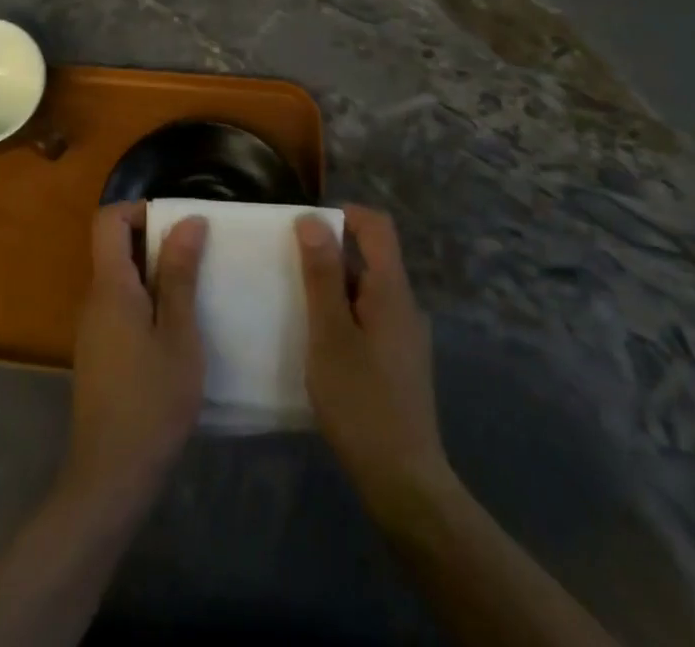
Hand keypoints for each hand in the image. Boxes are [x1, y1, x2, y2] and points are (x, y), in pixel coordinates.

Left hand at [62, 203, 206, 506]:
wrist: (112, 474)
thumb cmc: (152, 400)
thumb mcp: (179, 334)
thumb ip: (180, 275)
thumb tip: (188, 220)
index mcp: (110, 286)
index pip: (108, 220)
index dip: (140, 210)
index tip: (179, 226)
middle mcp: (94, 298)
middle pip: (115, 246)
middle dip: (156, 242)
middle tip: (198, 258)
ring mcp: (93, 327)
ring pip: (120, 278)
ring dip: (155, 274)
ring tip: (195, 291)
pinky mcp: (99, 351)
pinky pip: (120, 305)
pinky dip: (147, 301)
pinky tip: (177, 330)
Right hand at [296, 205, 454, 513]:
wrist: (404, 482)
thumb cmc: (360, 401)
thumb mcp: (329, 333)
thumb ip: (321, 274)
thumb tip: (312, 220)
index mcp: (391, 291)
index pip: (377, 227)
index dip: (343, 214)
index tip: (305, 226)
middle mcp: (405, 306)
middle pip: (370, 258)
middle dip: (329, 254)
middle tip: (288, 269)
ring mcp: (406, 336)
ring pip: (367, 291)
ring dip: (333, 288)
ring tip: (296, 306)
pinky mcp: (400, 362)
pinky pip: (370, 318)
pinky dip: (343, 315)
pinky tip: (319, 343)